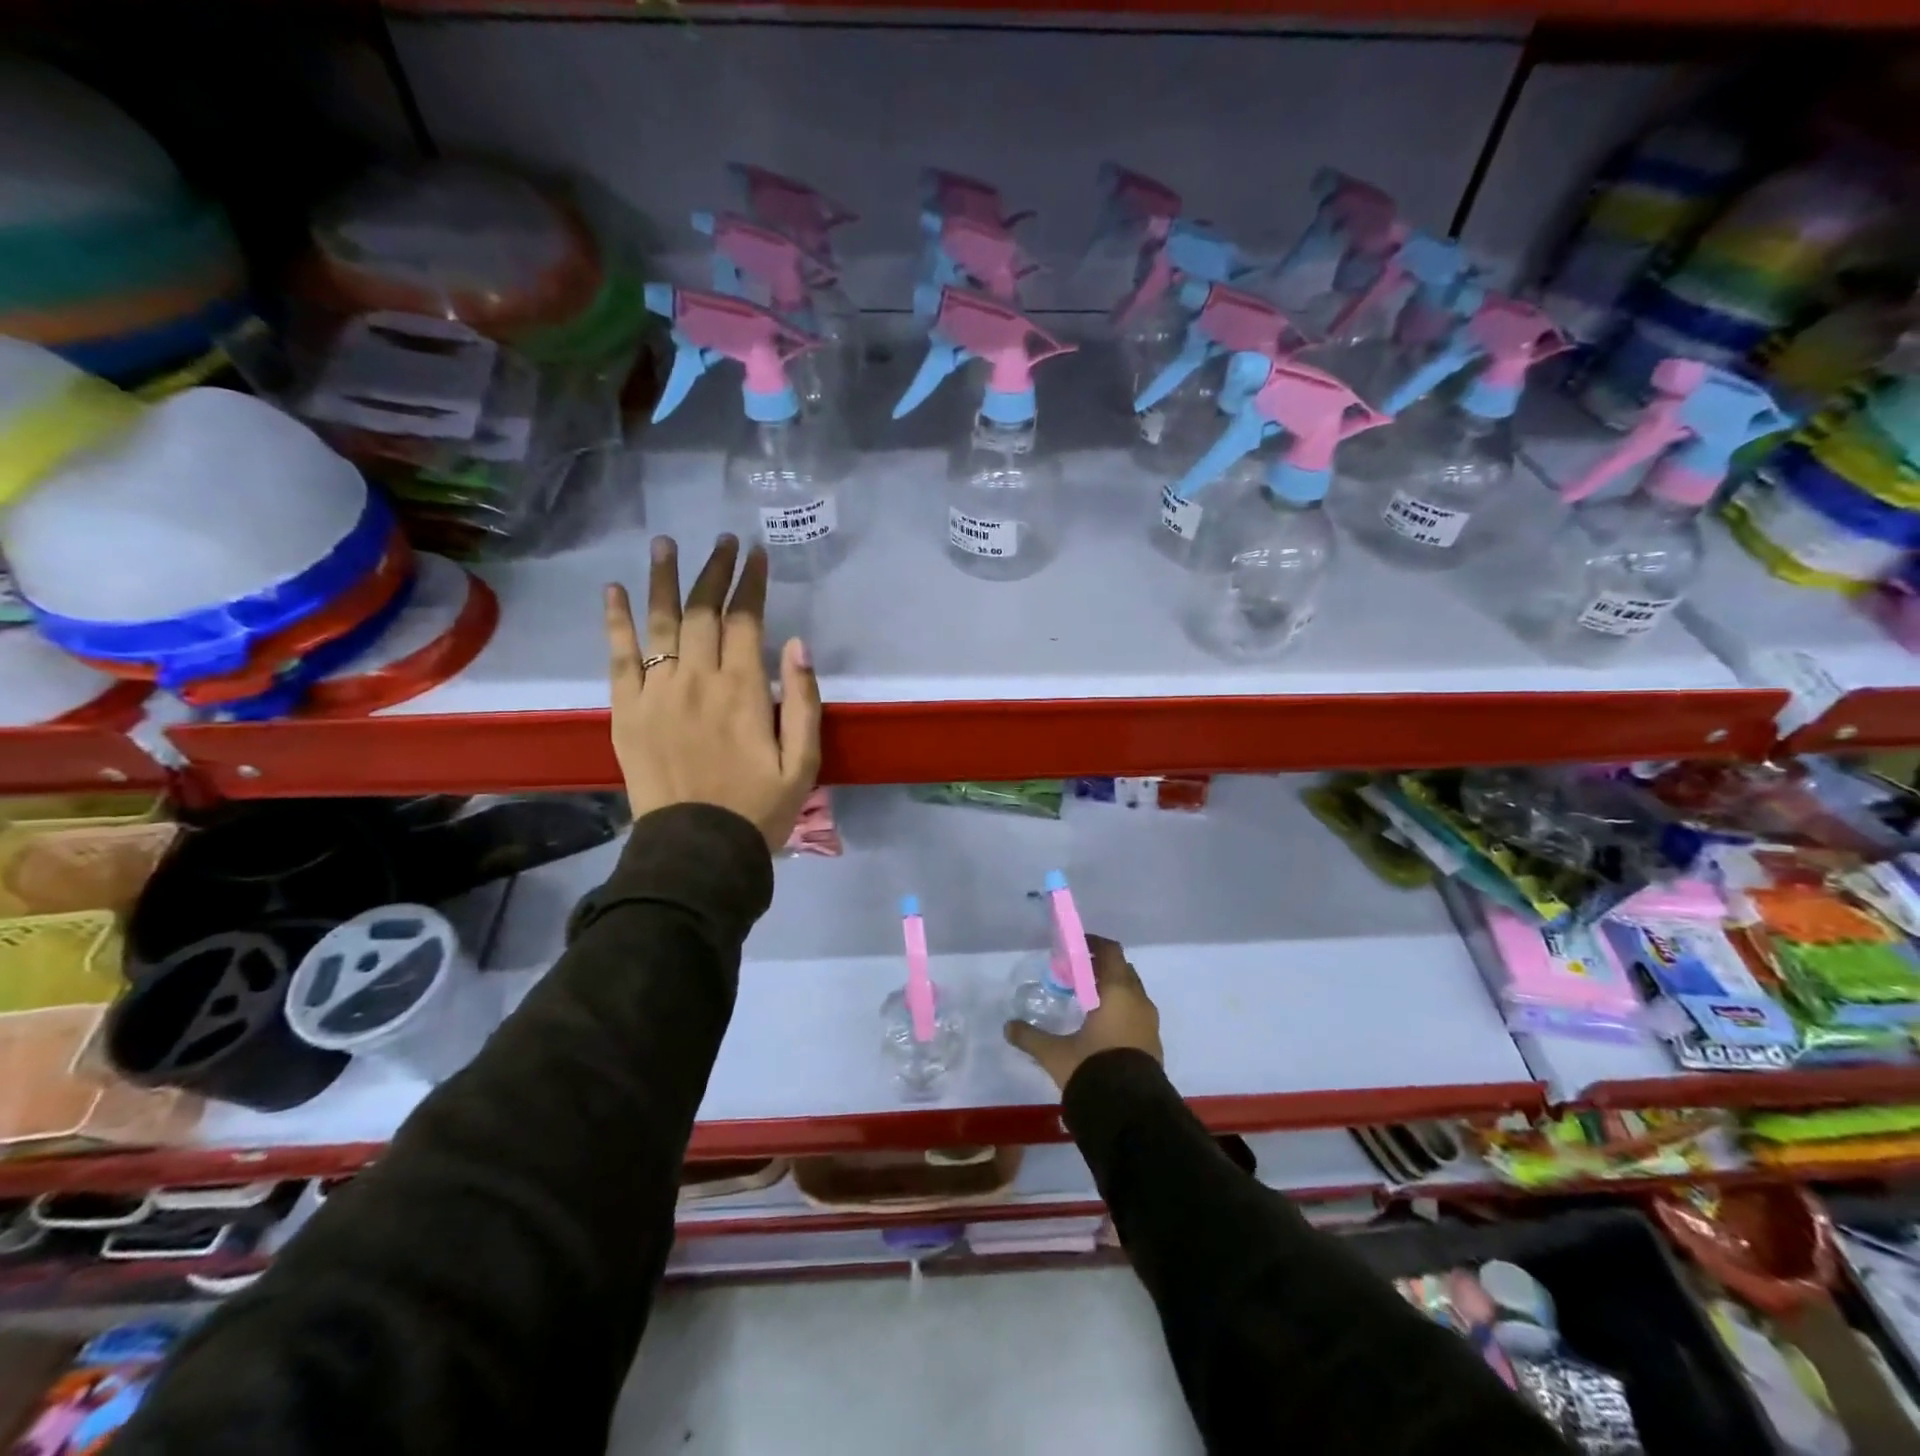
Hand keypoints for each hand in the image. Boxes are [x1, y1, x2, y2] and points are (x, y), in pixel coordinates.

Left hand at [605, 535, 822, 849]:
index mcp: (743, 691)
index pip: (745, 620)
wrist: (698, 850)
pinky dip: (616, 621)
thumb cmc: (759, 809)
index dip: (750, 583)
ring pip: (660, 622)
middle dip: (714, 570)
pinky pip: (619, 656)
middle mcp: (697, 680)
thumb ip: (804, 701)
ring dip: (663, 579)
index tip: (756, 554)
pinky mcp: (626, 711)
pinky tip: (615, 590)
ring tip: (665, 544)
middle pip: (702, 611)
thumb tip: (798, 643)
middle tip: (721, 540)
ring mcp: (656, 693)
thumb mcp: (803, 763)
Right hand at [1004, 935, 1162, 1090]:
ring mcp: (1150, 1024)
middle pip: (1122, 970)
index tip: (1074, 948)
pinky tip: (1101, 1029)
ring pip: (1131, 994)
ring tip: (1086, 1003)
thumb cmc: (1094, 1069)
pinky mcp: (1154, 1045)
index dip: (1093, 945)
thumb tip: (1007, 1027)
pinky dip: (1120, 1011)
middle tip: (1075, 975)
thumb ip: (1031, 1037)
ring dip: (1112, 991)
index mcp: (1118, 991)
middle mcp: (1138, 1001)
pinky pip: (1136, 1015)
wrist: (1131, 1114)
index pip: (1110, 952)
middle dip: (1100, 968)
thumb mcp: (1056, 1054)